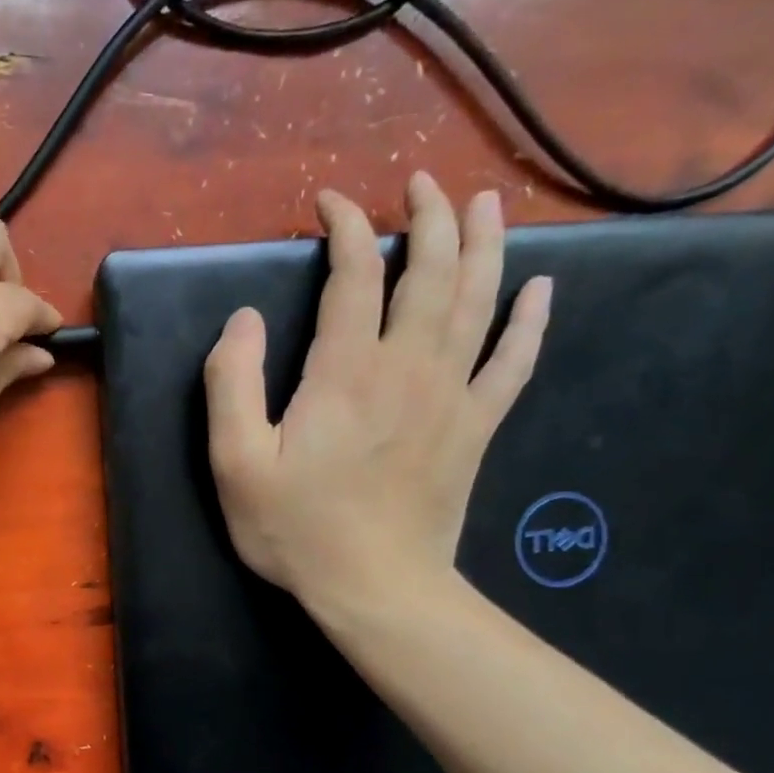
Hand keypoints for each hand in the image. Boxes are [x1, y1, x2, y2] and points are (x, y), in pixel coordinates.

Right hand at [203, 173, 551, 613]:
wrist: (376, 588)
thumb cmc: (297, 529)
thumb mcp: (236, 463)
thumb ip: (231, 384)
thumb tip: (242, 319)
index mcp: (346, 371)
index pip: (355, 274)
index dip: (345, 228)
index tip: (331, 204)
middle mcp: (408, 367)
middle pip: (431, 271)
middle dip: (428, 217)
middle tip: (421, 183)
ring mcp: (452, 396)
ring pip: (479, 301)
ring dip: (483, 245)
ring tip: (485, 203)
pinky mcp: (476, 428)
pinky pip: (514, 362)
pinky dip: (530, 321)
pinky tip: (542, 290)